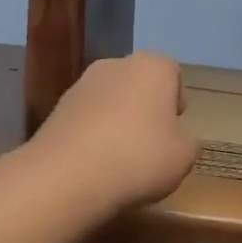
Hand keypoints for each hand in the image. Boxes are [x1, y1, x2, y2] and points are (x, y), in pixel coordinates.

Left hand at [30, 53, 197, 212]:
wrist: (67, 176)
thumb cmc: (139, 157)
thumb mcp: (185, 155)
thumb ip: (186, 140)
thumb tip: (173, 137)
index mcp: (151, 67)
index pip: (172, 73)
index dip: (176, 101)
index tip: (174, 130)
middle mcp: (114, 65)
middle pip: (138, 85)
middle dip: (145, 110)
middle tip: (151, 146)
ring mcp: (80, 86)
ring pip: (110, 102)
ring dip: (117, 123)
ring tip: (120, 161)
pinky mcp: (55, 110)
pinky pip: (86, 120)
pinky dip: (93, 137)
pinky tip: (95, 166)